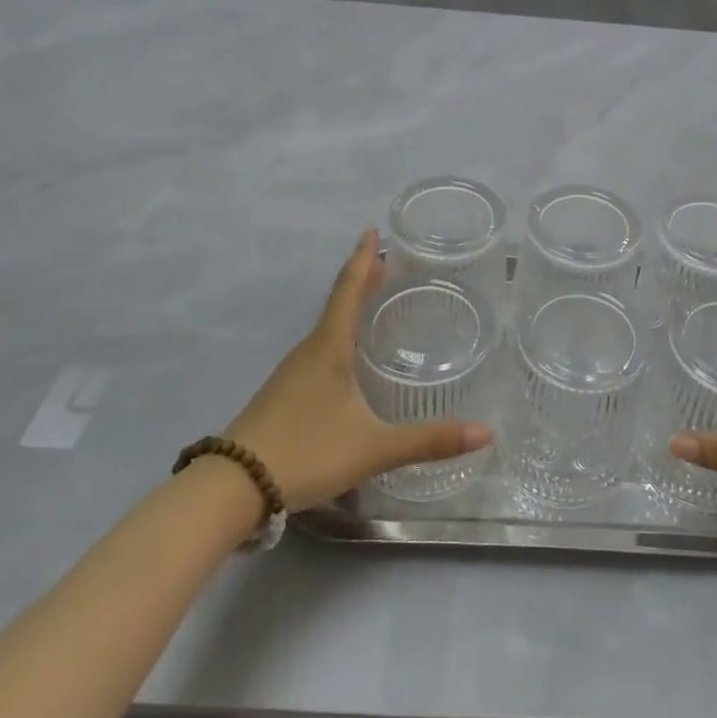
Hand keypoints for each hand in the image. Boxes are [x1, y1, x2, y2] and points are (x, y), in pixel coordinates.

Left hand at [224, 231, 493, 510]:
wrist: (230, 487)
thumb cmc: (306, 452)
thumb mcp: (374, 448)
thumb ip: (429, 441)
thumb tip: (486, 432)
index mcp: (329, 347)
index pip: (349, 290)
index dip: (363, 259)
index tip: (372, 230)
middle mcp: (309, 351)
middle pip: (338, 304)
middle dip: (362, 280)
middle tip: (387, 262)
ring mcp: (291, 373)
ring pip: (327, 328)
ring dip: (349, 308)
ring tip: (372, 301)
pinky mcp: (282, 395)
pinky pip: (317, 350)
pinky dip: (338, 336)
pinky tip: (347, 358)